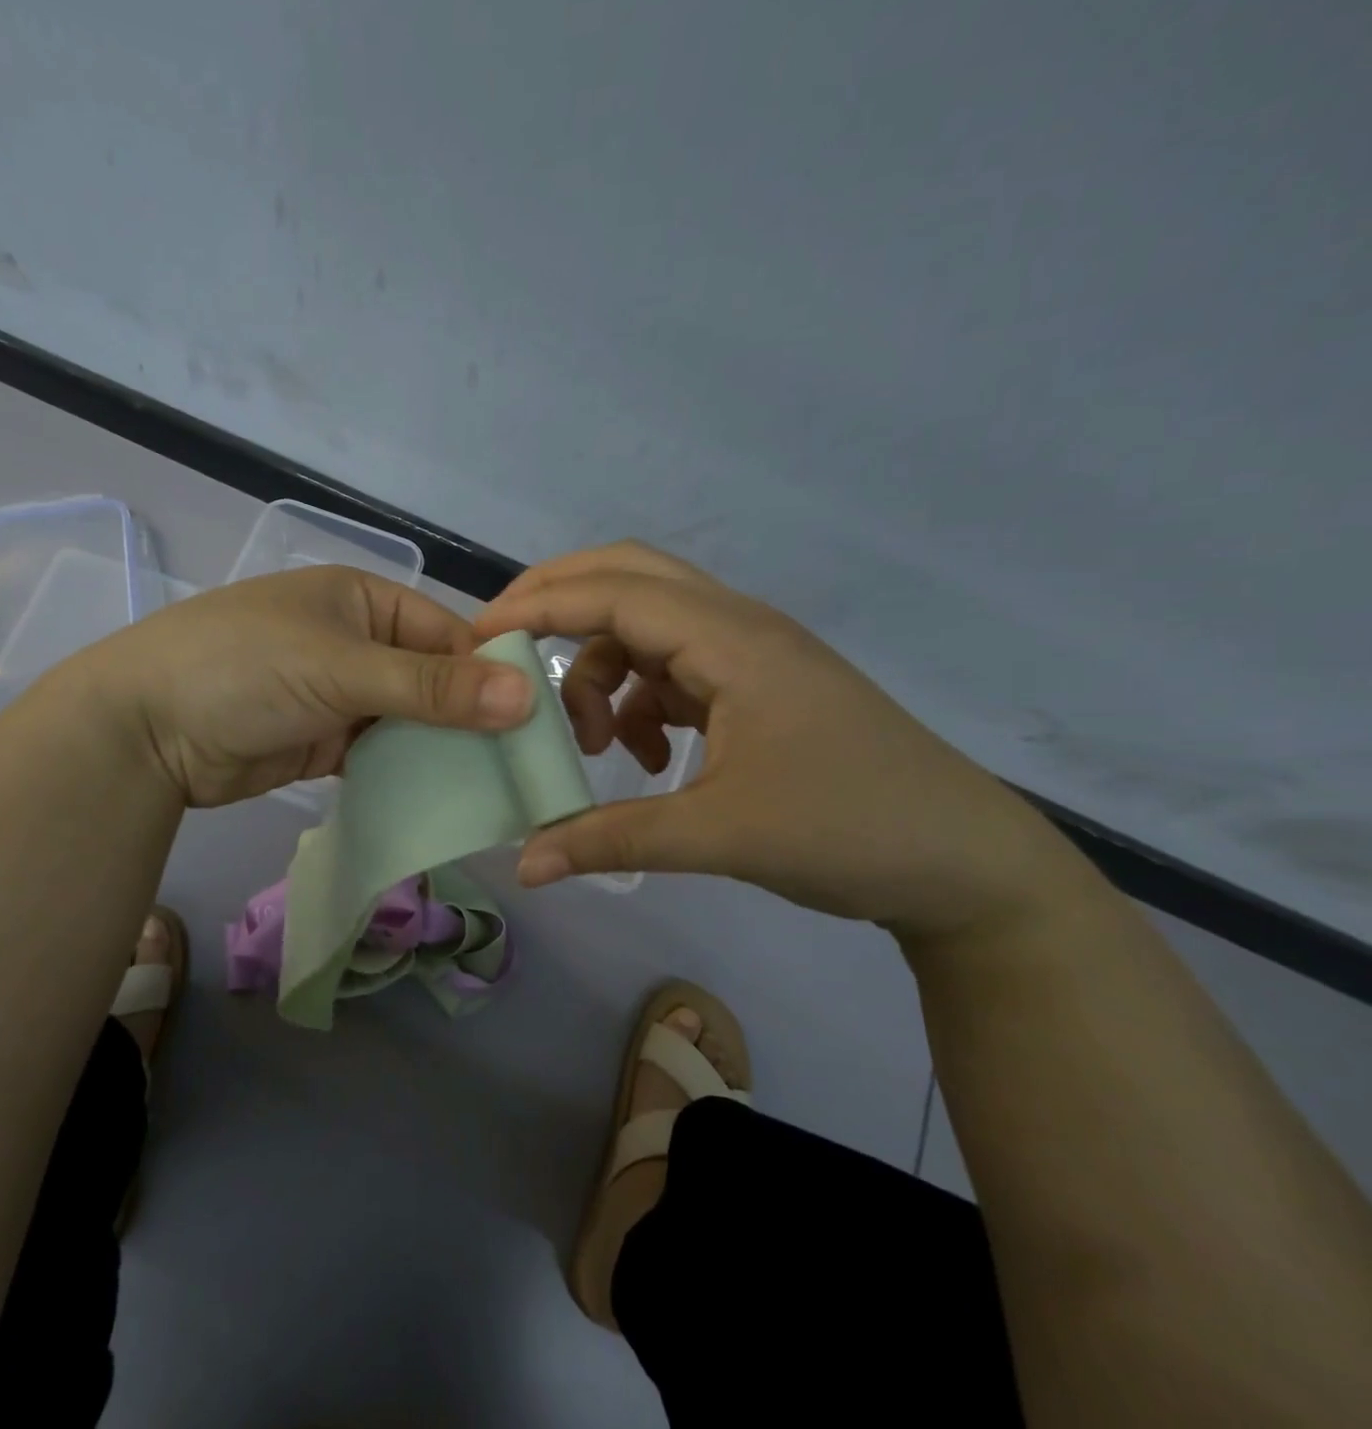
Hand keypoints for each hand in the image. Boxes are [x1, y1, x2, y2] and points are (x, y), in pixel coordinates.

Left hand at [52, 565, 533, 806]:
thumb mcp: (341, 668)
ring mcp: (338, 694)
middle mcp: (355, 642)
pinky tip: (443, 798)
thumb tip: (527, 695)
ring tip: (495, 789)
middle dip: (470, 719)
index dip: (491, 674)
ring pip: (409, 720)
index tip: (536, 723)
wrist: (143, 730)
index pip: (447, 634)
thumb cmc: (243, 669)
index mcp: (363, 600)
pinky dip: (406, 772)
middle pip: (432, 679)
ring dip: (441, 750)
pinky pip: (380, 754)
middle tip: (522, 767)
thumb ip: (431, 686)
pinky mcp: (323, 741)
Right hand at [473, 542, 1081, 939]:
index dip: (538, 606)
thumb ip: (610, 840)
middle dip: (558, 603)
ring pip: (646, 630)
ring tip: (593, 746)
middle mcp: (738, 628)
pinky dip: (639, 701)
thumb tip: (524, 865)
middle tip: (505, 646)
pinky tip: (646, 758)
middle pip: (629, 577)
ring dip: (602, 671)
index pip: (612, 593)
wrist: (964, 864)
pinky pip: (673, 670)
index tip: (478, 639)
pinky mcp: (756, 687)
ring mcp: (749, 656)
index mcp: (731, 640)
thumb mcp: (718, 836)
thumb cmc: (849, 831)